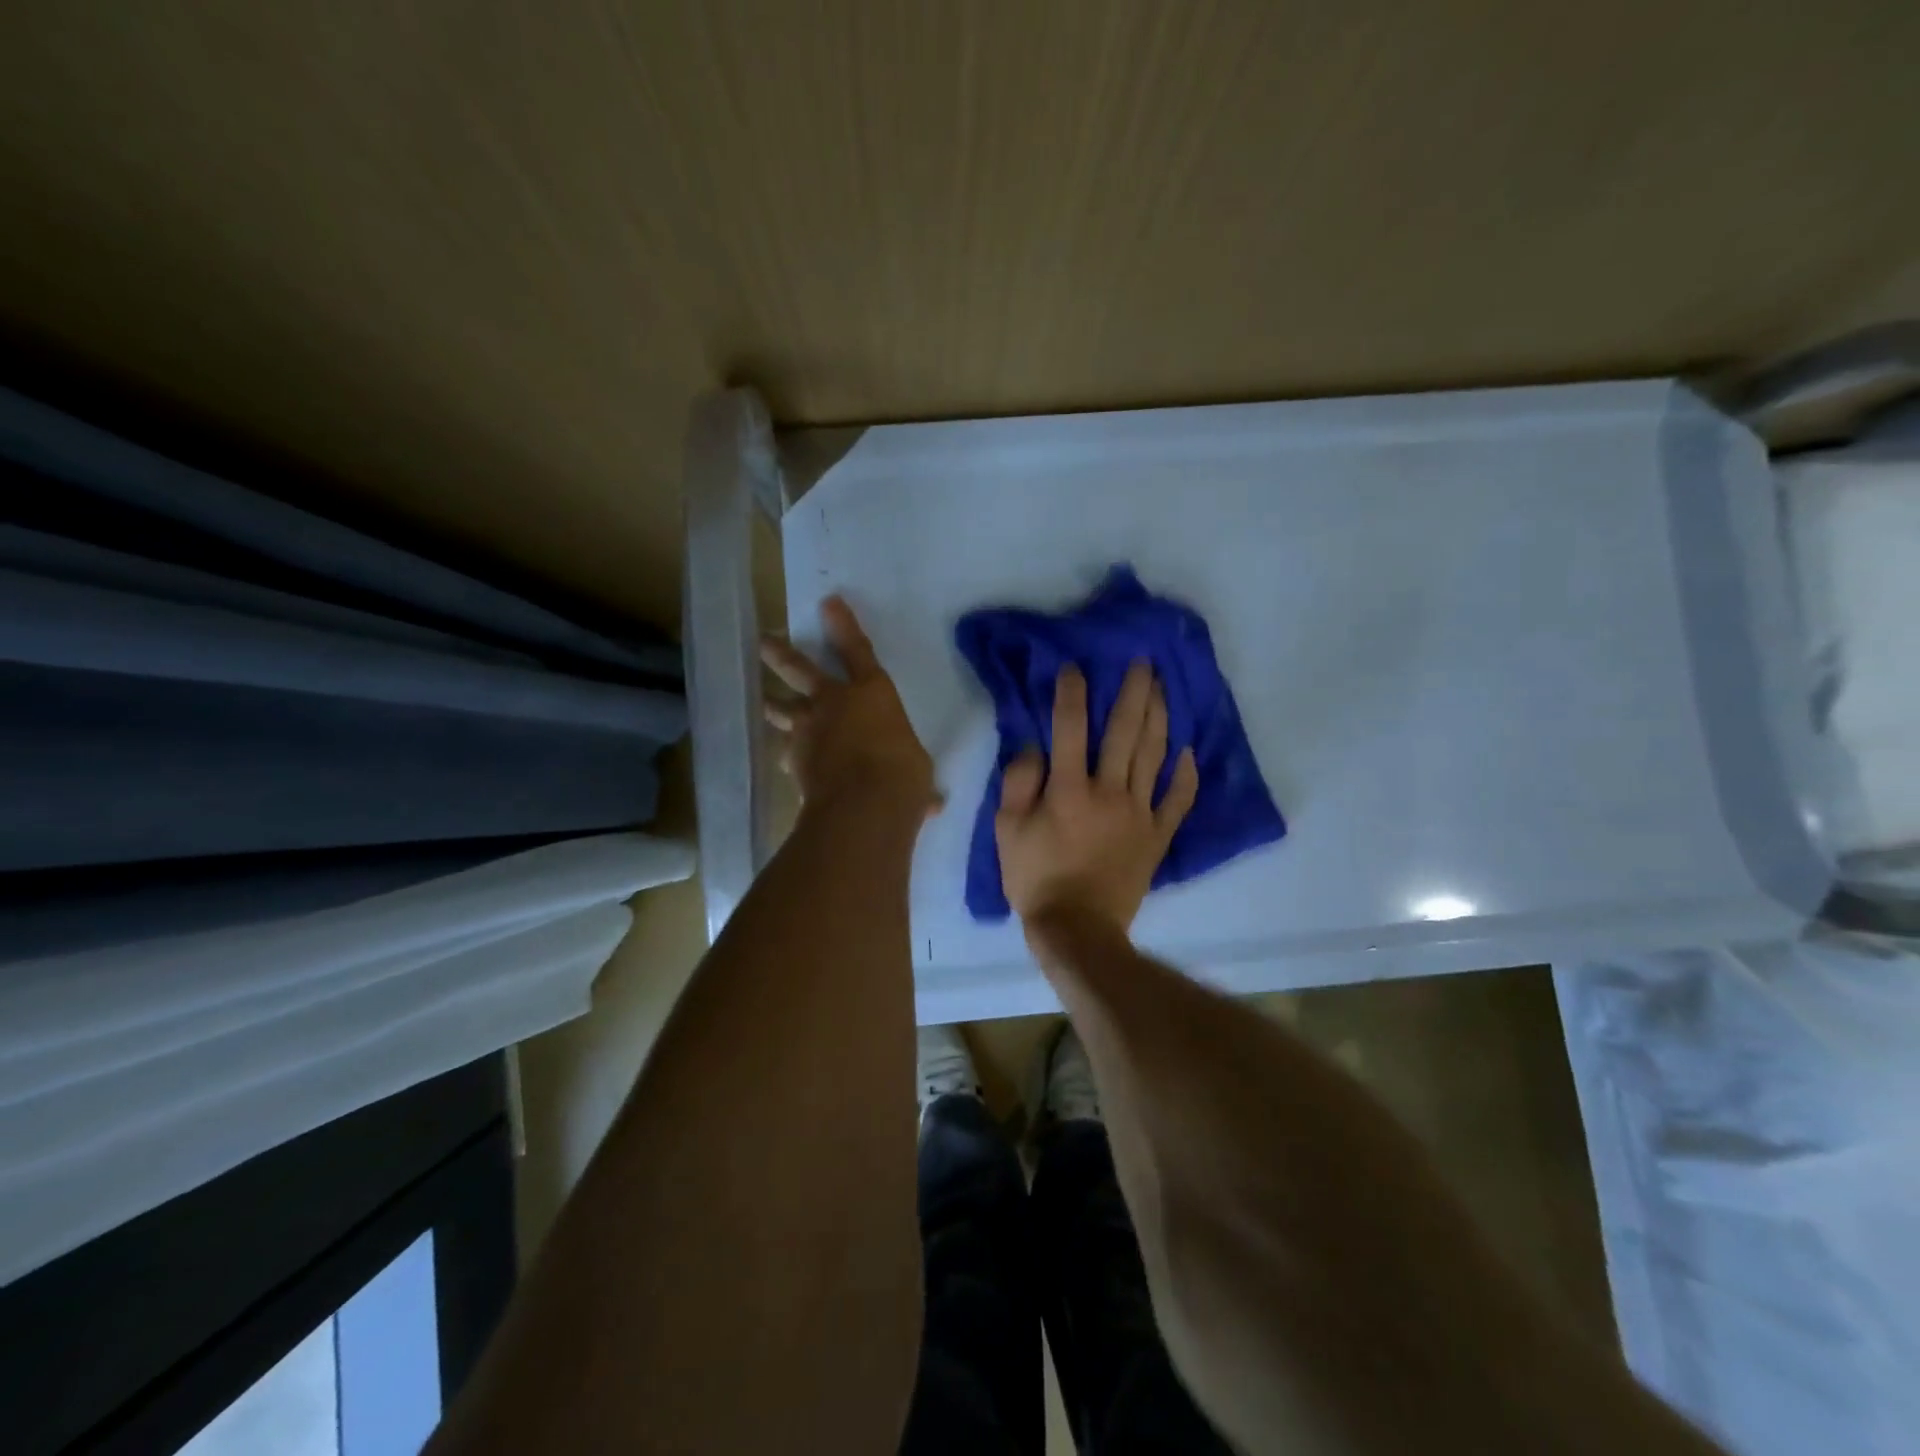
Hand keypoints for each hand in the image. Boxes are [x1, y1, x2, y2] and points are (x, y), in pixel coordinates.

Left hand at [762, 597, 938, 815]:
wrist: (862, 806)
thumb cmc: (903, 776)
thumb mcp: (918, 771)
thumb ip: (915, 776)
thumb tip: (932, 803)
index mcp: (872, 693)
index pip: (857, 650)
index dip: (843, 625)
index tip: (828, 602)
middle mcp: (834, 703)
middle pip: (801, 670)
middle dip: (782, 654)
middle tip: (765, 642)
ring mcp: (808, 730)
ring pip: (783, 709)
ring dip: (774, 705)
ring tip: (765, 702)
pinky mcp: (794, 760)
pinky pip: (787, 753)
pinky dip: (789, 757)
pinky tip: (788, 764)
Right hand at [996, 661, 1197, 934]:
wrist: (1077, 929)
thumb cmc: (1035, 878)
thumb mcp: (1006, 831)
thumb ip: (1017, 783)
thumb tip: (1033, 748)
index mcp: (1067, 789)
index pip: (1069, 728)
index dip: (1071, 694)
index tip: (1075, 668)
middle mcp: (1108, 791)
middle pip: (1124, 732)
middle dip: (1133, 692)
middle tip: (1143, 662)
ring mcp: (1139, 813)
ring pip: (1153, 755)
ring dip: (1159, 718)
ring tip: (1163, 689)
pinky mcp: (1157, 836)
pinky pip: (1177, 800)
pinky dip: (1185, 775)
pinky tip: (1188, 751)